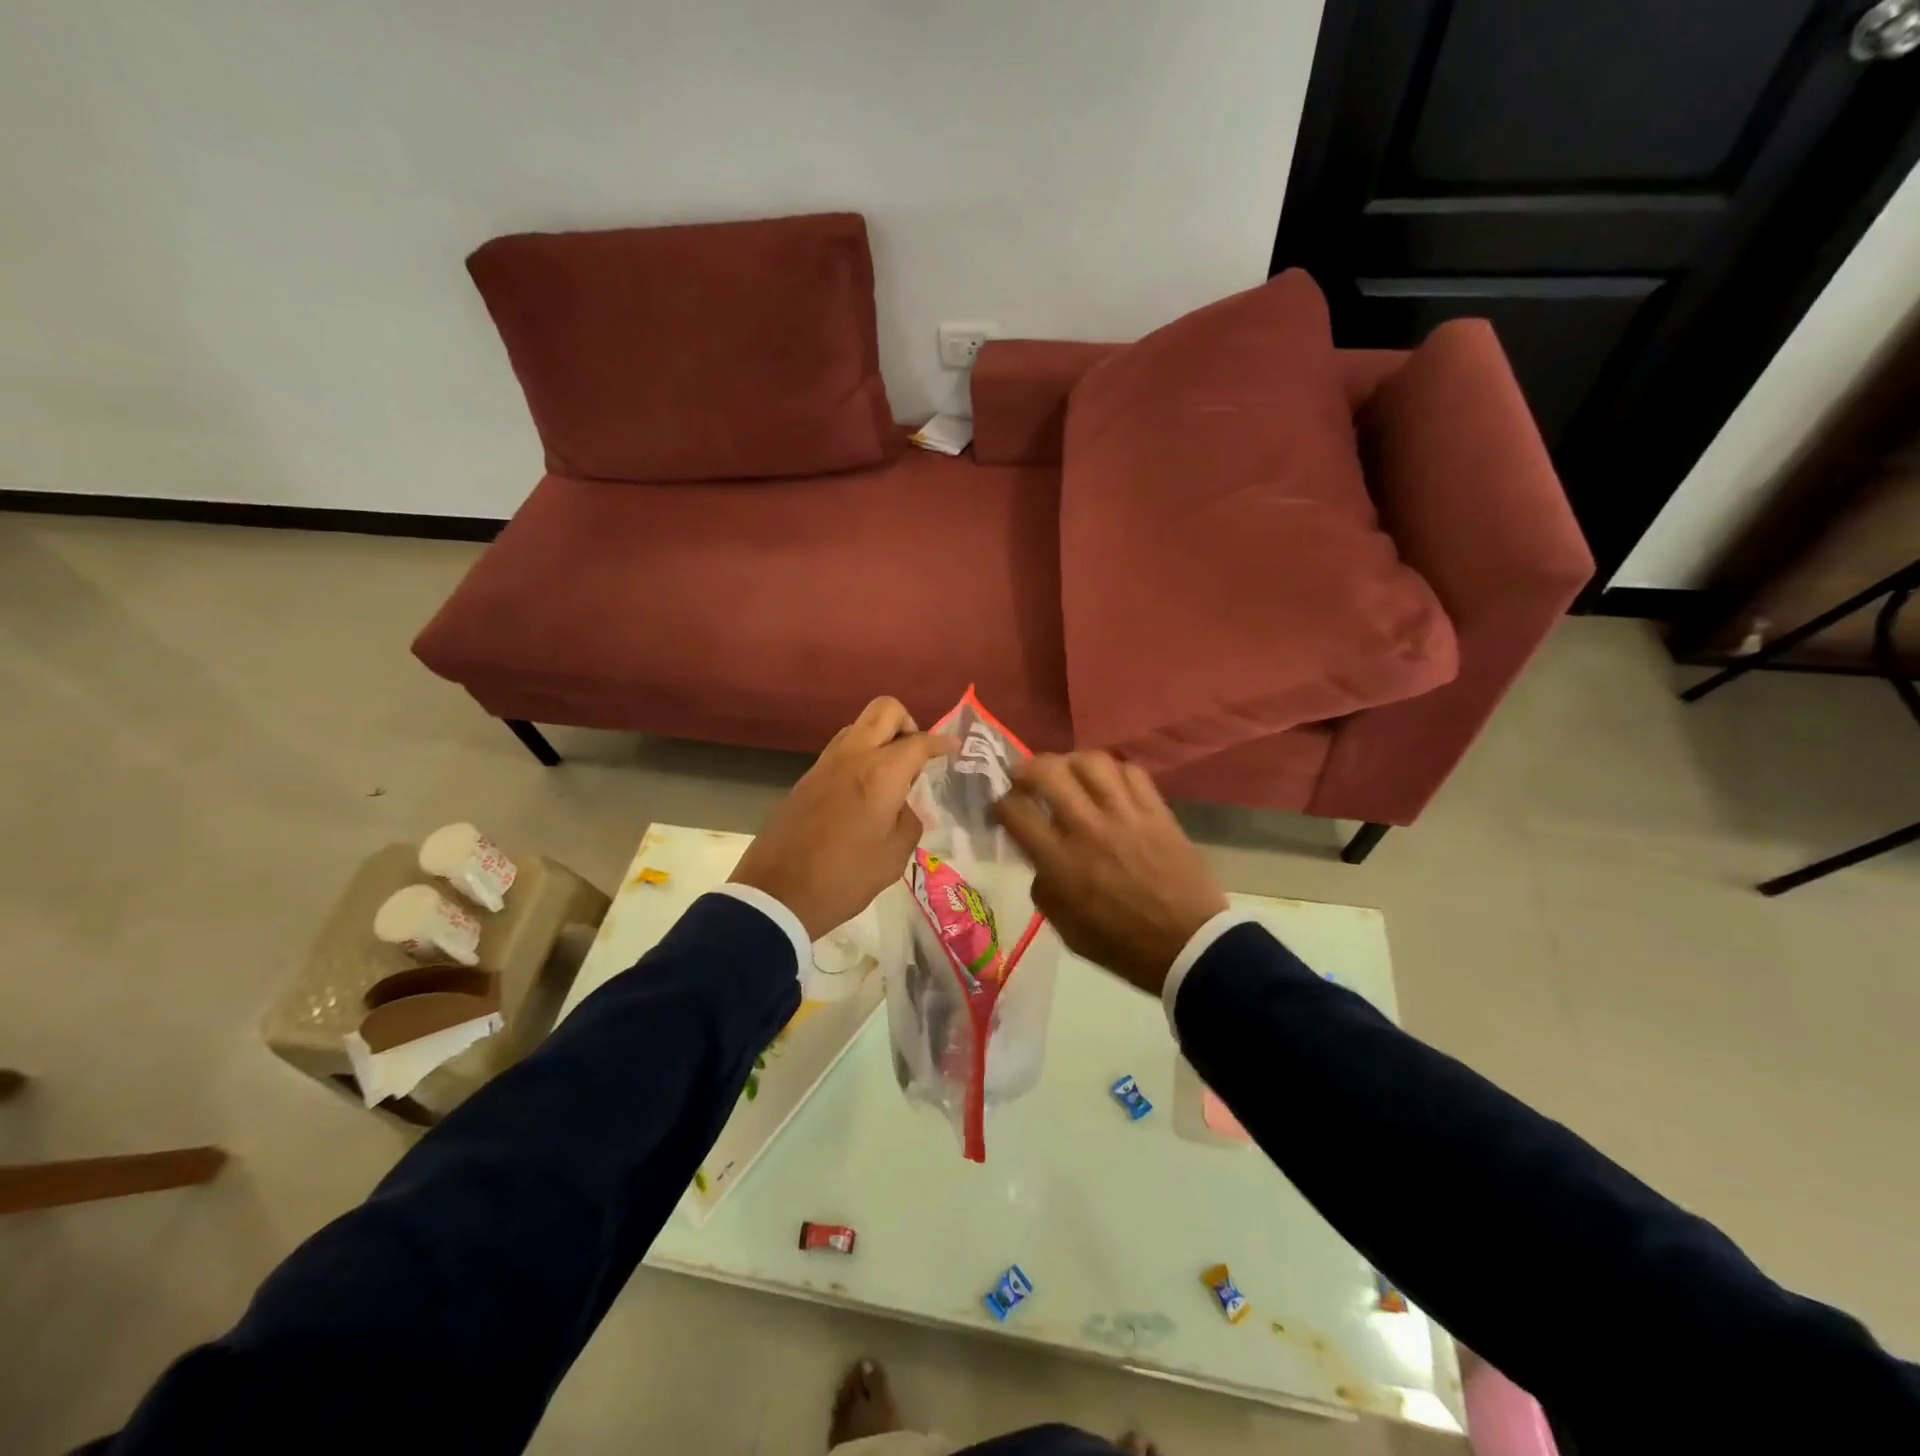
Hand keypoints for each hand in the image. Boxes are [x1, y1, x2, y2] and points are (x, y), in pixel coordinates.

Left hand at [731, 697, 957, 940]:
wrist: (777, 893)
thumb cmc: (845, 877)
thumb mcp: (894, 857)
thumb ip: (908, 821)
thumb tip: (902, 807)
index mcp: (881, 773)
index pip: (919, 741)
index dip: (942, 743)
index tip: (954, 748)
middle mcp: (854, 755)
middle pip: (885, 709)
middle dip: (908, 723)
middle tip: (916, 756)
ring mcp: (825, 763)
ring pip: (860, 725)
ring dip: (881, 737)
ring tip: (891, 775)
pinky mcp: (807, 777)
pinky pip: (842, 748)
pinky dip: (860, 755)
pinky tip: (865, 790)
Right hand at [992, 752, 1227, 997]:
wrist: (1188, 946)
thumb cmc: (1121, 945)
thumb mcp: (1065, 929)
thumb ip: (1045, 888)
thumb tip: (1041, 860)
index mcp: (1059, 862)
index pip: (1015, 811)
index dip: (999, 804)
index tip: (1001, 809)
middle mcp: (1087, 828)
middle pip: (1047, 771)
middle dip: (1026, 769)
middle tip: (1026, 779)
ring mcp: (1125, 815)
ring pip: (1090, 761)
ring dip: (1071, 762)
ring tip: (1069, 774)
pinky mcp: (1157, 811)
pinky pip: (1131, 771)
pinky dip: (1114, 771)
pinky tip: (1109, 785)